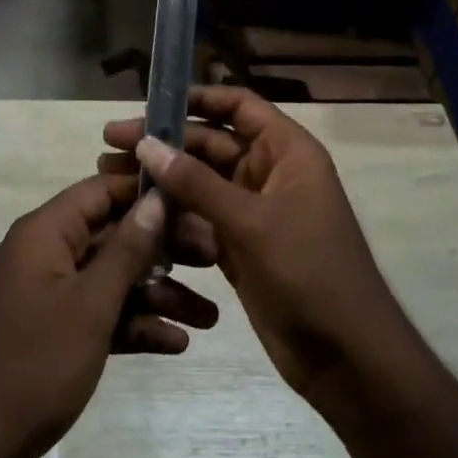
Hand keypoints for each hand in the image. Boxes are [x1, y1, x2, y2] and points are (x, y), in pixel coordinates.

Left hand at [0, 170, 219, 457]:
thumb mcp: (91, 304)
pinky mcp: (52, 332)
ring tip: (211, 318)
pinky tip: (176, 344)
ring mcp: (47, 295)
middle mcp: (45, 254)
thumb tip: (157, 197)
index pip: (101, 191)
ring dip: (157, 295)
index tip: (194, 201)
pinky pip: (99, 314)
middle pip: (113, 236)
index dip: (147, 193)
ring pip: (111, 279)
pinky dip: (132, 324)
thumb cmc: (35, 364)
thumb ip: (127, 248)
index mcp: (44, 233)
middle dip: (164, 250)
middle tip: (214, 260)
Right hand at [101, 88, 411, 409]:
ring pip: (199, 182)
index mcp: (286, 151)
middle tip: (110, 143)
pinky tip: (135, 213)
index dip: (196, 99)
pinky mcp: (238, 245)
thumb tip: (147, 143)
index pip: (238, 106)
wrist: (347, 359)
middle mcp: (268, 172)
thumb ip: (196, 182)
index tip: (149, 103)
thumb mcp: (251, 222)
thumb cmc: (309, 273)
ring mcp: (253, 211)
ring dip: (161, 178)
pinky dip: (171, 214)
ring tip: (111, 174)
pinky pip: (199, 217)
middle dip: (163, 142)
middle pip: (210, 143)